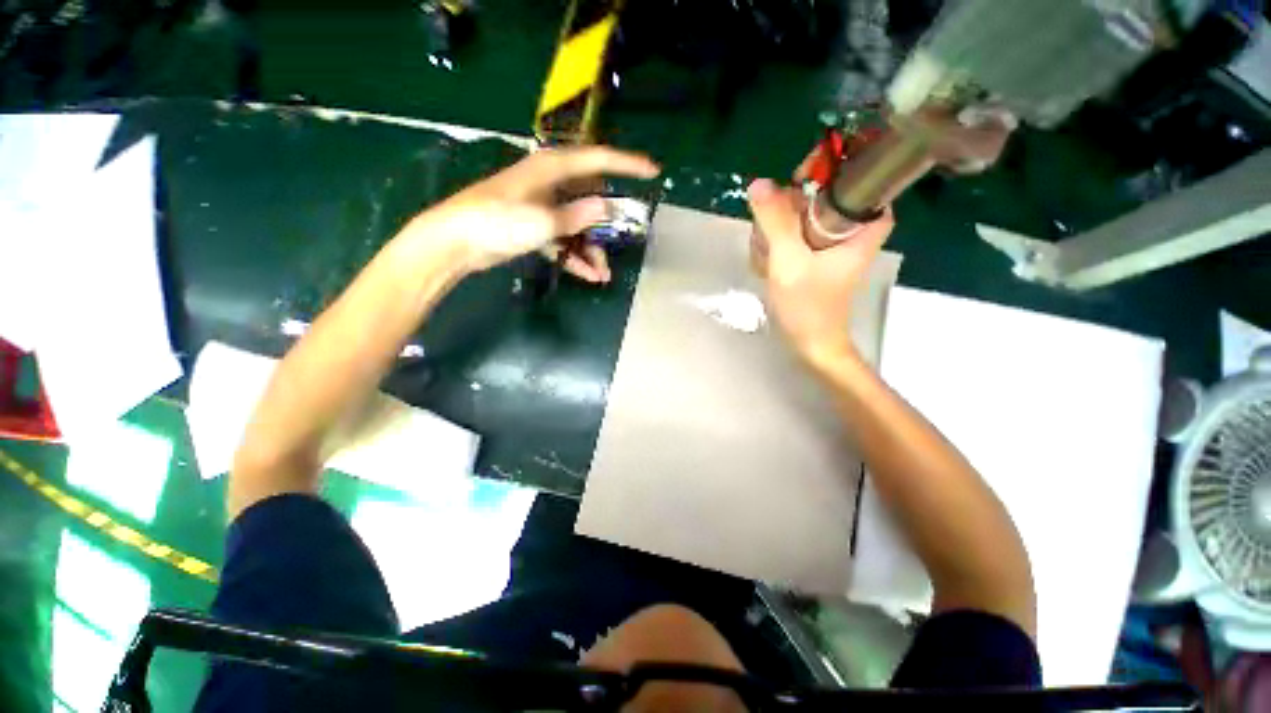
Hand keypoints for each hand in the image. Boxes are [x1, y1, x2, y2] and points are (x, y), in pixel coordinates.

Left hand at [398, 146, 658, 280]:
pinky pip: (558, 235)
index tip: (654, 171)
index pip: (599, 159)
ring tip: (603, 272)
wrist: (450, 241)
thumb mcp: (543, 221)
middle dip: (608, 217)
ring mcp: (535, 203)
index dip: (628, 164)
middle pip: (588, 193)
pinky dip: (570, 251)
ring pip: (574, 219)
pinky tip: (585, 274)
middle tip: (625, 234)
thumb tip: (607, 207)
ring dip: (589, 244)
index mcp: (552, 167)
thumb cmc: (496, 221)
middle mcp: (546, 180)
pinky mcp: (524, 224)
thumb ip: (578, 215)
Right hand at [746, 178, 892, 362]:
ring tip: (766, 243)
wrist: (810, 349)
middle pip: (831, 198)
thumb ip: (776, 220)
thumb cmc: (809, 308)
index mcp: (858, 236)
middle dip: (800, 198)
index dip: (855, 179)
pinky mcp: (816, 258)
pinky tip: (767, 255)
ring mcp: (831, 248)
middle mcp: (850, 238)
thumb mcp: (789, 261)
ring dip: (783, 220)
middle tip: (775, 205)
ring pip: (809, 214)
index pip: (875, 199)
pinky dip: (780, 236)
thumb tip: (760, 182)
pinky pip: (798, 232)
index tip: (824, 170)